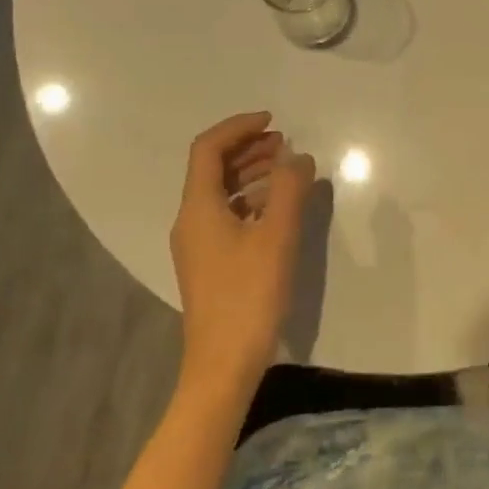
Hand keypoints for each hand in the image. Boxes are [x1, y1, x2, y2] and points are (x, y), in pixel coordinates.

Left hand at [169, 112, 315, 398]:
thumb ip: (288, 189)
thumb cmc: (248, 296)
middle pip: (213, 167)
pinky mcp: (209, 263)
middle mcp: (191, 219)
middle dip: (248, 147)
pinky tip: (277, 207)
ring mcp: (197, 243)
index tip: (272, 121)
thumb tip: (298, 157)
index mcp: (198, 207)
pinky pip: (226, 213)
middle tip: (283, 142)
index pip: (209, 148)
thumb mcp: (276, 236)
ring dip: (250, 172)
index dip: (239, 127)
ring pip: (221, 191)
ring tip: (285, 168)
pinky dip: (250, 199)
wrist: (222, 367)